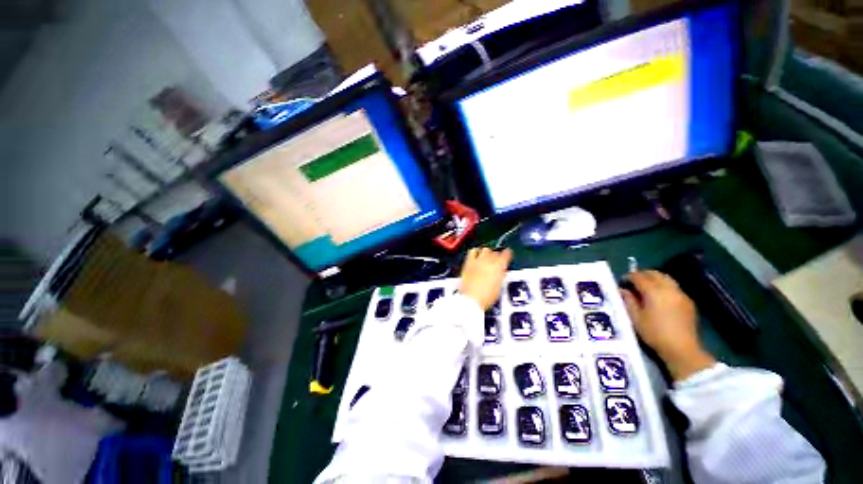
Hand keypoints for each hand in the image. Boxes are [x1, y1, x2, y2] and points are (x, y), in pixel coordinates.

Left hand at [459, 247, 512, 309]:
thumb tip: (501, 272)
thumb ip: (501, 275)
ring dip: (487, 253)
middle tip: (495, 261)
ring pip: (485, 250)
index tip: (507, 255)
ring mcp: (478, 260)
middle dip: (496, 256)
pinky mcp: (469, 262)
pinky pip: (472, 251)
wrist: (472, 299)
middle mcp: (489, 260)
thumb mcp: (499, 286)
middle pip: (495, 252)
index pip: (506, 254)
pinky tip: (476, 256)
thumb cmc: (486, 297)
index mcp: (500, 266)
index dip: (507, 254)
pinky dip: (475, 252)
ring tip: (486, 257)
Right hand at [620, 270, 715, 381]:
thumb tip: (622, 290)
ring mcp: (681, 294)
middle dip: (643, 274)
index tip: (623, 281)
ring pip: (666, 278)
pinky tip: (660, 297)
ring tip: (646, 287)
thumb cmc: (654, 333)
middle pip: (655, 274)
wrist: (682, 349)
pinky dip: (664, 286)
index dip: (629, 277)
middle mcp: (668, 289)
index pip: (639, 277)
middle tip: (633, 281)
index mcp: (654, 291)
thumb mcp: (635, 318)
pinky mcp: (688, 302)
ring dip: (655, 279)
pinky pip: (674, 287)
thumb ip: (628, 301)